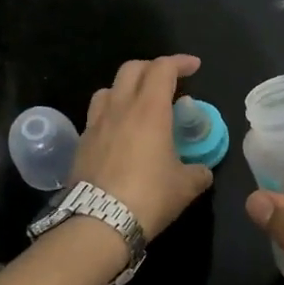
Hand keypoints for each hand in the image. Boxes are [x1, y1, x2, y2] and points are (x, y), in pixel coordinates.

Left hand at [72, 55, 214, 240]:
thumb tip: (202, 171)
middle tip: (168, 82)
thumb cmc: (149, 197)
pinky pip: (96, 115)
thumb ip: (198, 172)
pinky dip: (111, 113)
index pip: (163, 69)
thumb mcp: (185, 187)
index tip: (194, 67)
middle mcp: (120, 108)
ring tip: (139, 104)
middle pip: (132, 69)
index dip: (179, 62)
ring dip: (127, 88)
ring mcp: (96, 123)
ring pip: (109, 88)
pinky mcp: (81, 142)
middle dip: (152, 68)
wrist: (98, 221)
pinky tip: (120, 132)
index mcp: (149, 110)